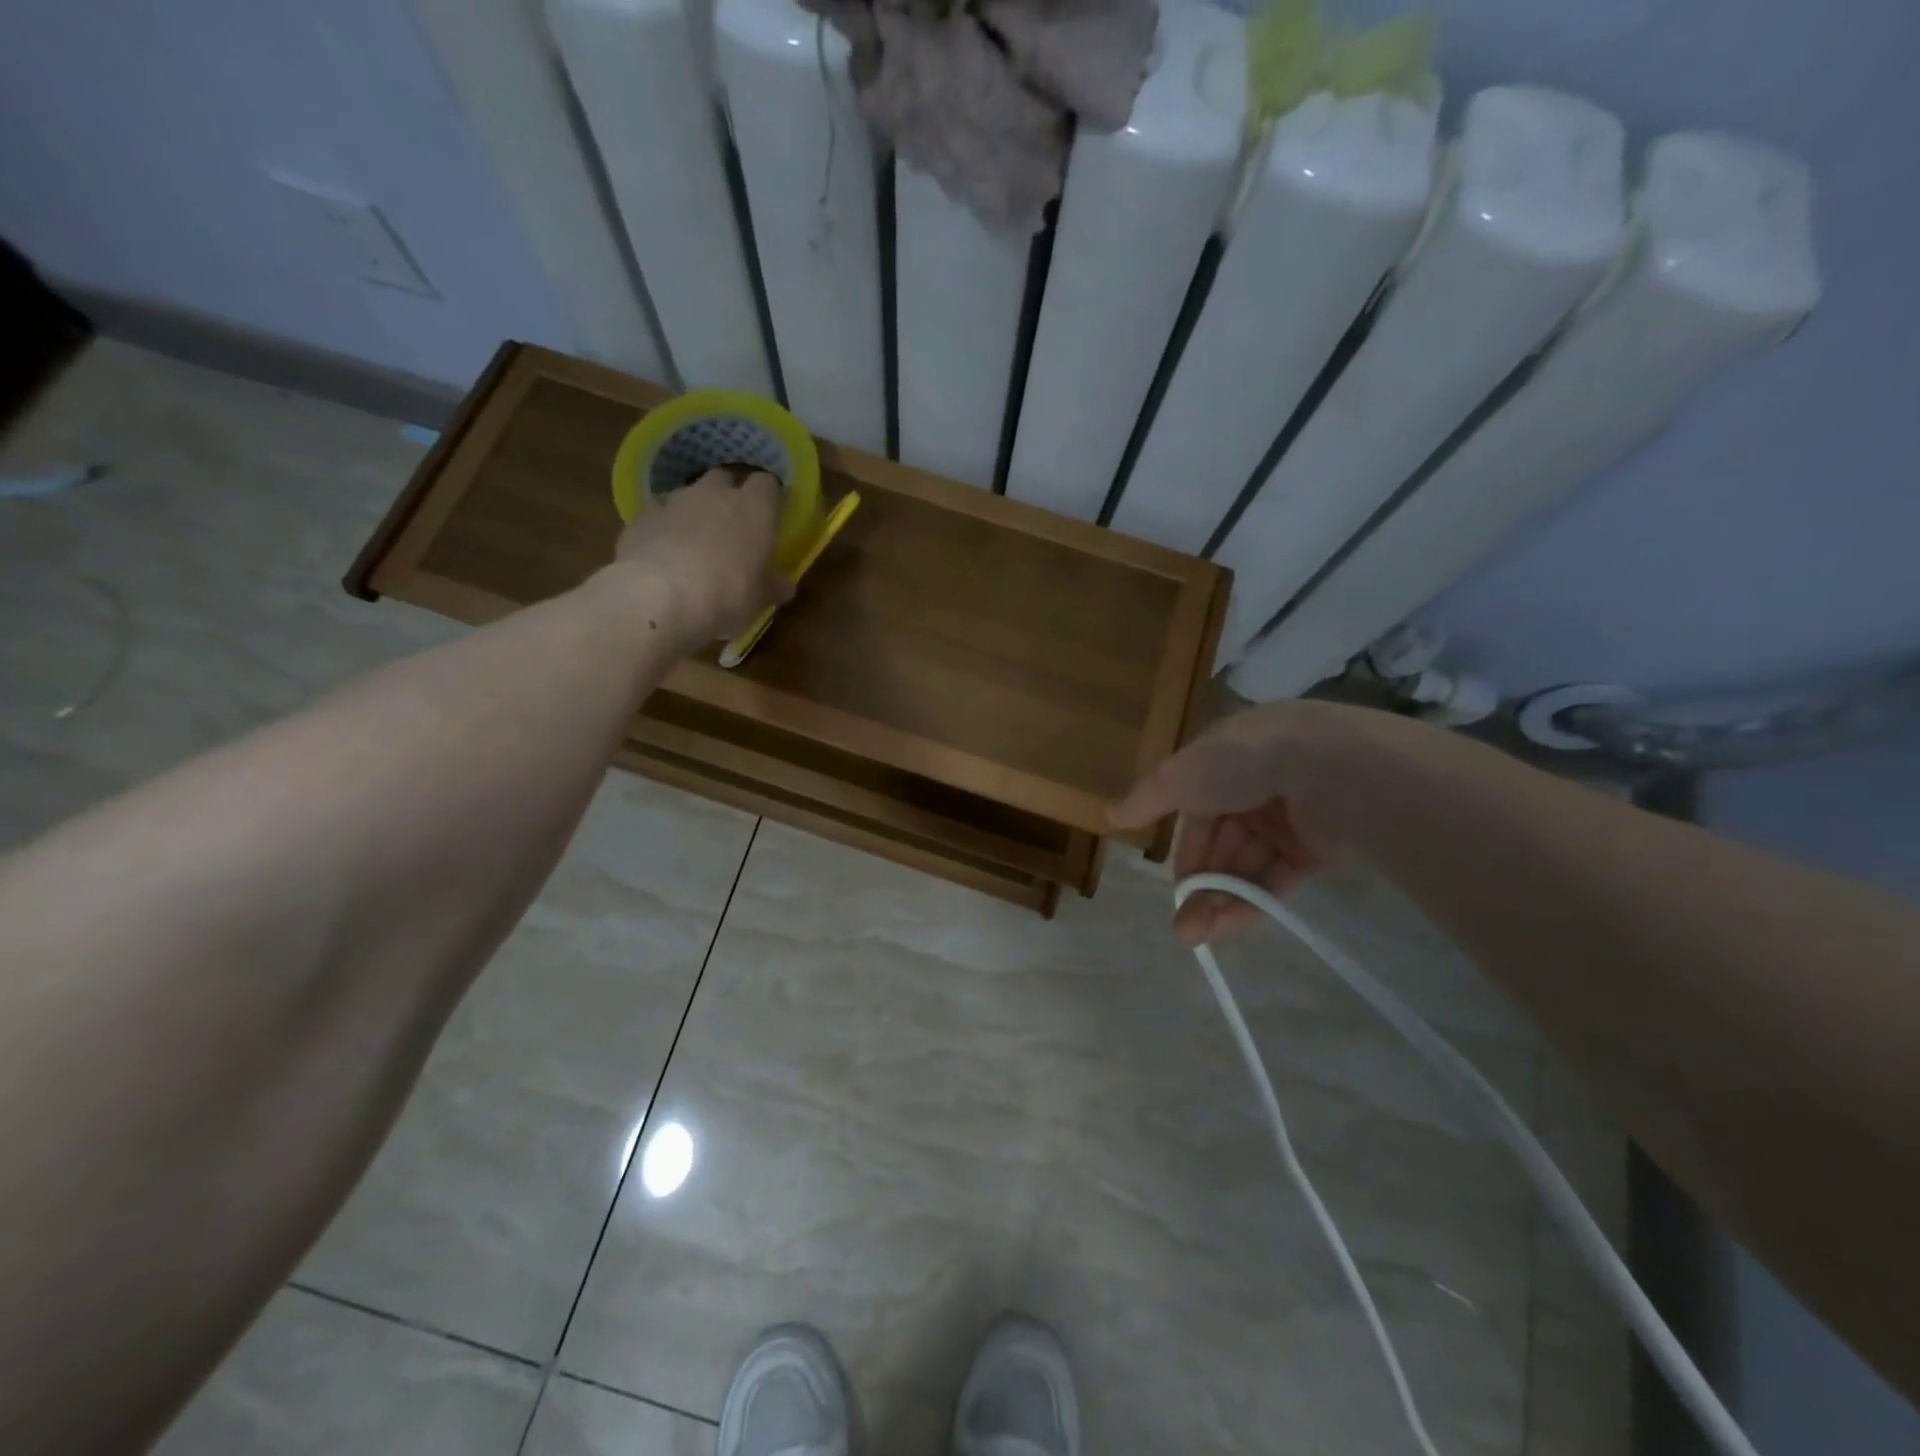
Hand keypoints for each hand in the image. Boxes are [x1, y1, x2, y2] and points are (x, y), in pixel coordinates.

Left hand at [613, 468, 793, 643]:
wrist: (659, 597)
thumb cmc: (727, 595)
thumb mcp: (759, 599)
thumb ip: (772, 586)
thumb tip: (785, 587)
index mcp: (755, 508)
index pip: (768, 484)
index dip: (769, 498)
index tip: (771, 515)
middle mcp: (715, 493)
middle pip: (725, 479)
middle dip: (728, 496)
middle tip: (732, 526)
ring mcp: (675, 500)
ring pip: (689, 494)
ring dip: (694, 511)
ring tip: (695, 542)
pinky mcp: (642, 516)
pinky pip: (659, 513)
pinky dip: (664, 526)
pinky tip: (664, 552)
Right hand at [1110, 701, 1344, 944]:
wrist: (1328, 768)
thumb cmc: (1242, 762)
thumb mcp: (1180, 776)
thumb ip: (1146, 799)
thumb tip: (1107, 815)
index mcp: (1224, 762)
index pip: (1195, 809)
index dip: (1182, 847)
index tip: (1171, 883)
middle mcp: (1255, 787)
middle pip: (1220, 843)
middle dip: (1199, 883)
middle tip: (1182, 926)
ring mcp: (1287, 819)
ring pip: (1245, 865)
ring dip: (1219, 900)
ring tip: (1196, 935)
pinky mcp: (1316, 847)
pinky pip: (1275, 878)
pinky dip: (1250, 901)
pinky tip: (1225, 926)